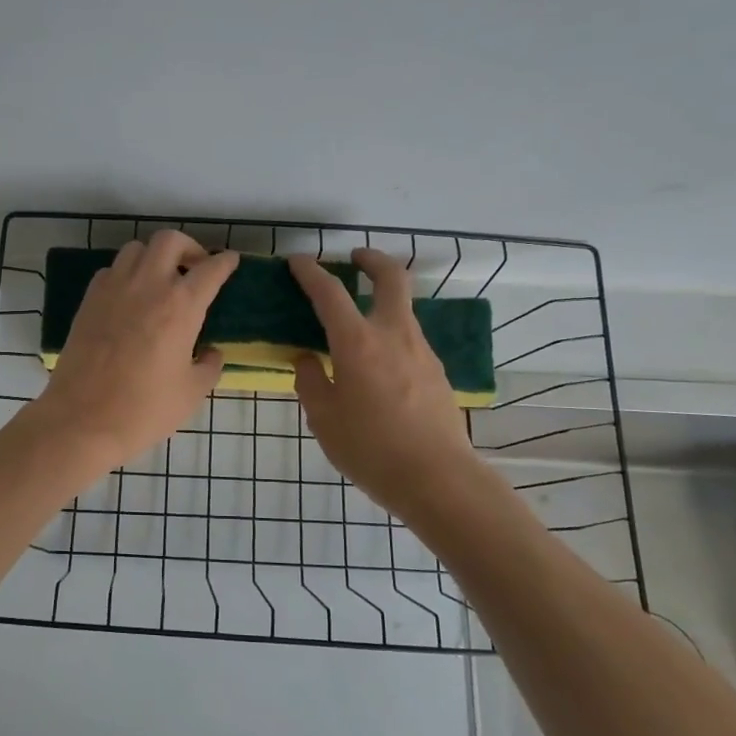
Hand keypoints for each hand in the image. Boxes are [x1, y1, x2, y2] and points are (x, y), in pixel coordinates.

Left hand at [22, 231, 238, 476]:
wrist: (82, 420)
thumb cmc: (144, 409)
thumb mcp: (191, 393)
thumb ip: (208, 366)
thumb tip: (210, 352)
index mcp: (181, 306)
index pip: (210, 269)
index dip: (225, 262)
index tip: (230, 261)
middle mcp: (148, 285)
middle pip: (170, 241)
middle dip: (188, 247)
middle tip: (195, 268)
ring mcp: (113, 289)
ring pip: (136, 249)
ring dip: (154, 257)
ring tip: (161, 280)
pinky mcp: (89, 300)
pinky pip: (111, 270)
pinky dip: (126, 273)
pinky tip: (130, 297)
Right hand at [289, 249, 482, 520]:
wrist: (438, 479)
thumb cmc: (371, 449)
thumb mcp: (324, 419)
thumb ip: (311, 382)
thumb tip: (308, 360)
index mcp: (358, 343)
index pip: (330, 293)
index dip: (311, 272)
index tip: (298, 261)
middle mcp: (393, 335)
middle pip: (390, 278)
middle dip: (372, 259)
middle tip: (355, 257)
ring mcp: (422, 351)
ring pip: (402, 309)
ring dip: (382, 301)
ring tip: (358, 322)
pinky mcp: (437, 372)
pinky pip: (409, 340)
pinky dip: (391, 335)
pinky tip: (379, 365)